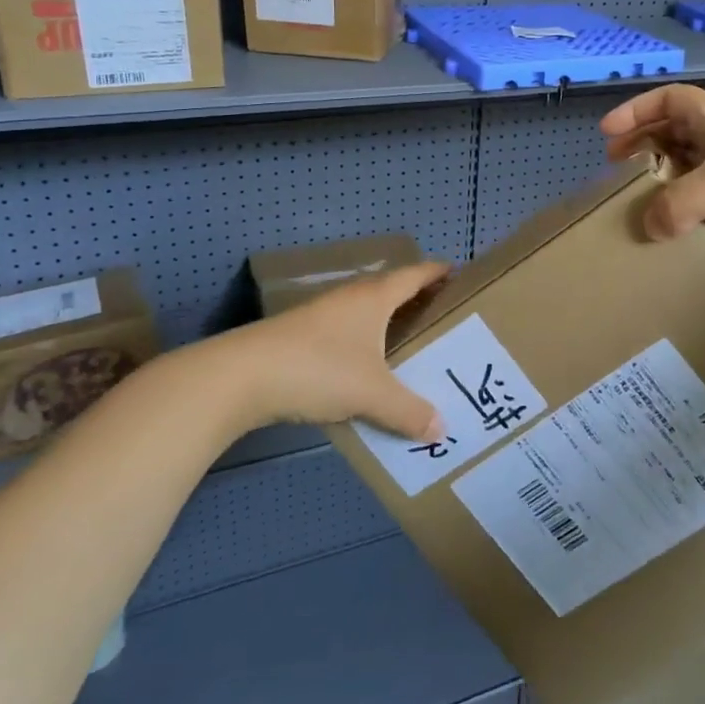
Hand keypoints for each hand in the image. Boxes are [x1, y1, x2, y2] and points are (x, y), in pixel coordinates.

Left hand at [223, 261, 449, 441]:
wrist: (242, 376)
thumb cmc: (319, 369)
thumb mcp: (372, 393)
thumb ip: (408, 411)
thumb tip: (440, 430)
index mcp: (375, 297)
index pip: (416, 274)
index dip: (439, 273)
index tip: (461, 277)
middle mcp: (352, 297)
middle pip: (393, 290)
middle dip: (419, 301)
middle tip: (446, 320)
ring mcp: (324, 315)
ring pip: (368, 312)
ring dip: (390, 323)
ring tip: (414, 347)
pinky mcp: (303, 336)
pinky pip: (349, 332)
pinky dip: (366, 343)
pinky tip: (369, 369)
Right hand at [600, 85, 704, 258]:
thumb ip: (684, 200)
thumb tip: (646, 226)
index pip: (668, 100)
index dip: (636, 111)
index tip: (607, 133)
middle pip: (671, 134)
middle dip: (641, 146)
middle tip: (613, 169)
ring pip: (684, 170)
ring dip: (658, 181)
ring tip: (632, 201)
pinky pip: (699, 204)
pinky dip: (679, 211)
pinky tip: (665, 229)